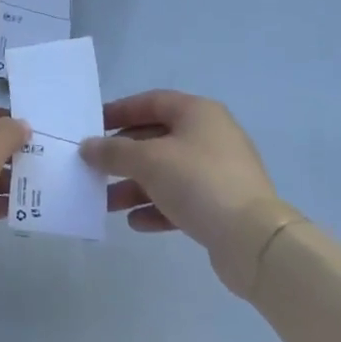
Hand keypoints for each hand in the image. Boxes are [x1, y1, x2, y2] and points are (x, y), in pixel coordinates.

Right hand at [82, 91, 301, 297]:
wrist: (253, 239)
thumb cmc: (198, 182)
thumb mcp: (148, 160)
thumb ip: (113, 151)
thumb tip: (88, 147)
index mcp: (197, 113)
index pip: (151, 102)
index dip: (120, 112)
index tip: (92, 127)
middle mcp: (210, 135)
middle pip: (157, 138)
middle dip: (123, 156)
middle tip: (94, 168)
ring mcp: (219, 171)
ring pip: (167, 172)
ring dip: (135, 186)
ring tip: (107, 203)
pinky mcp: (222, 205)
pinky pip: (182, 199)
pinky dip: (157, 207)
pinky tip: (136, 223)